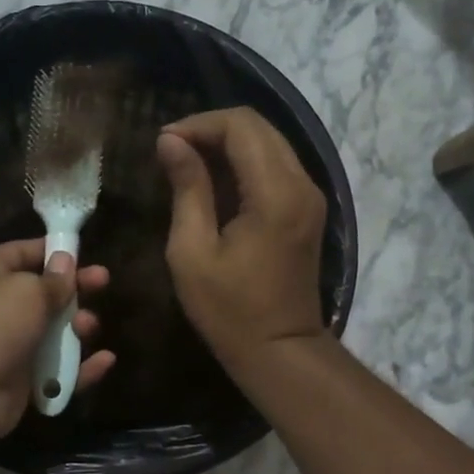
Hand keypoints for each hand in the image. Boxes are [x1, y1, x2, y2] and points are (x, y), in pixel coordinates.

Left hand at [0, 238, 114, 445]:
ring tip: (87, 327)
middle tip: (103, 282)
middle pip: (44, 293)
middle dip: (74, 289)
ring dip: (78, 327)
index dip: (52, 251)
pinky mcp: (23, 379)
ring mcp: (11, 345)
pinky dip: (81, 367)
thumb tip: (65, 262)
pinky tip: (105, 361)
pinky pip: (58, 370)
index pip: (23, 253)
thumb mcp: (28, 291)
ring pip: (54, 332)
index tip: (83, 253)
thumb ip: (54, 280)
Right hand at [157, 107, 327, 370]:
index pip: (241, 126)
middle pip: (259, 127)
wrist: (280, 349)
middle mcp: (301, 184)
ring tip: (187, 164)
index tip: (164, 144)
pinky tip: (214, 183)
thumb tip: (170, 142)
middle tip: (172, 151)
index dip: (199, 124)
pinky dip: (243, 164)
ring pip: (269, 143)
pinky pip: (276, 166)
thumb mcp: (192, 252)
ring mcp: (309, 196)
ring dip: (228, 145)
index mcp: (275, 194)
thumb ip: (186, 189)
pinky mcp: (307, 210)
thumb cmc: (229, 310)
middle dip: (212, 129)